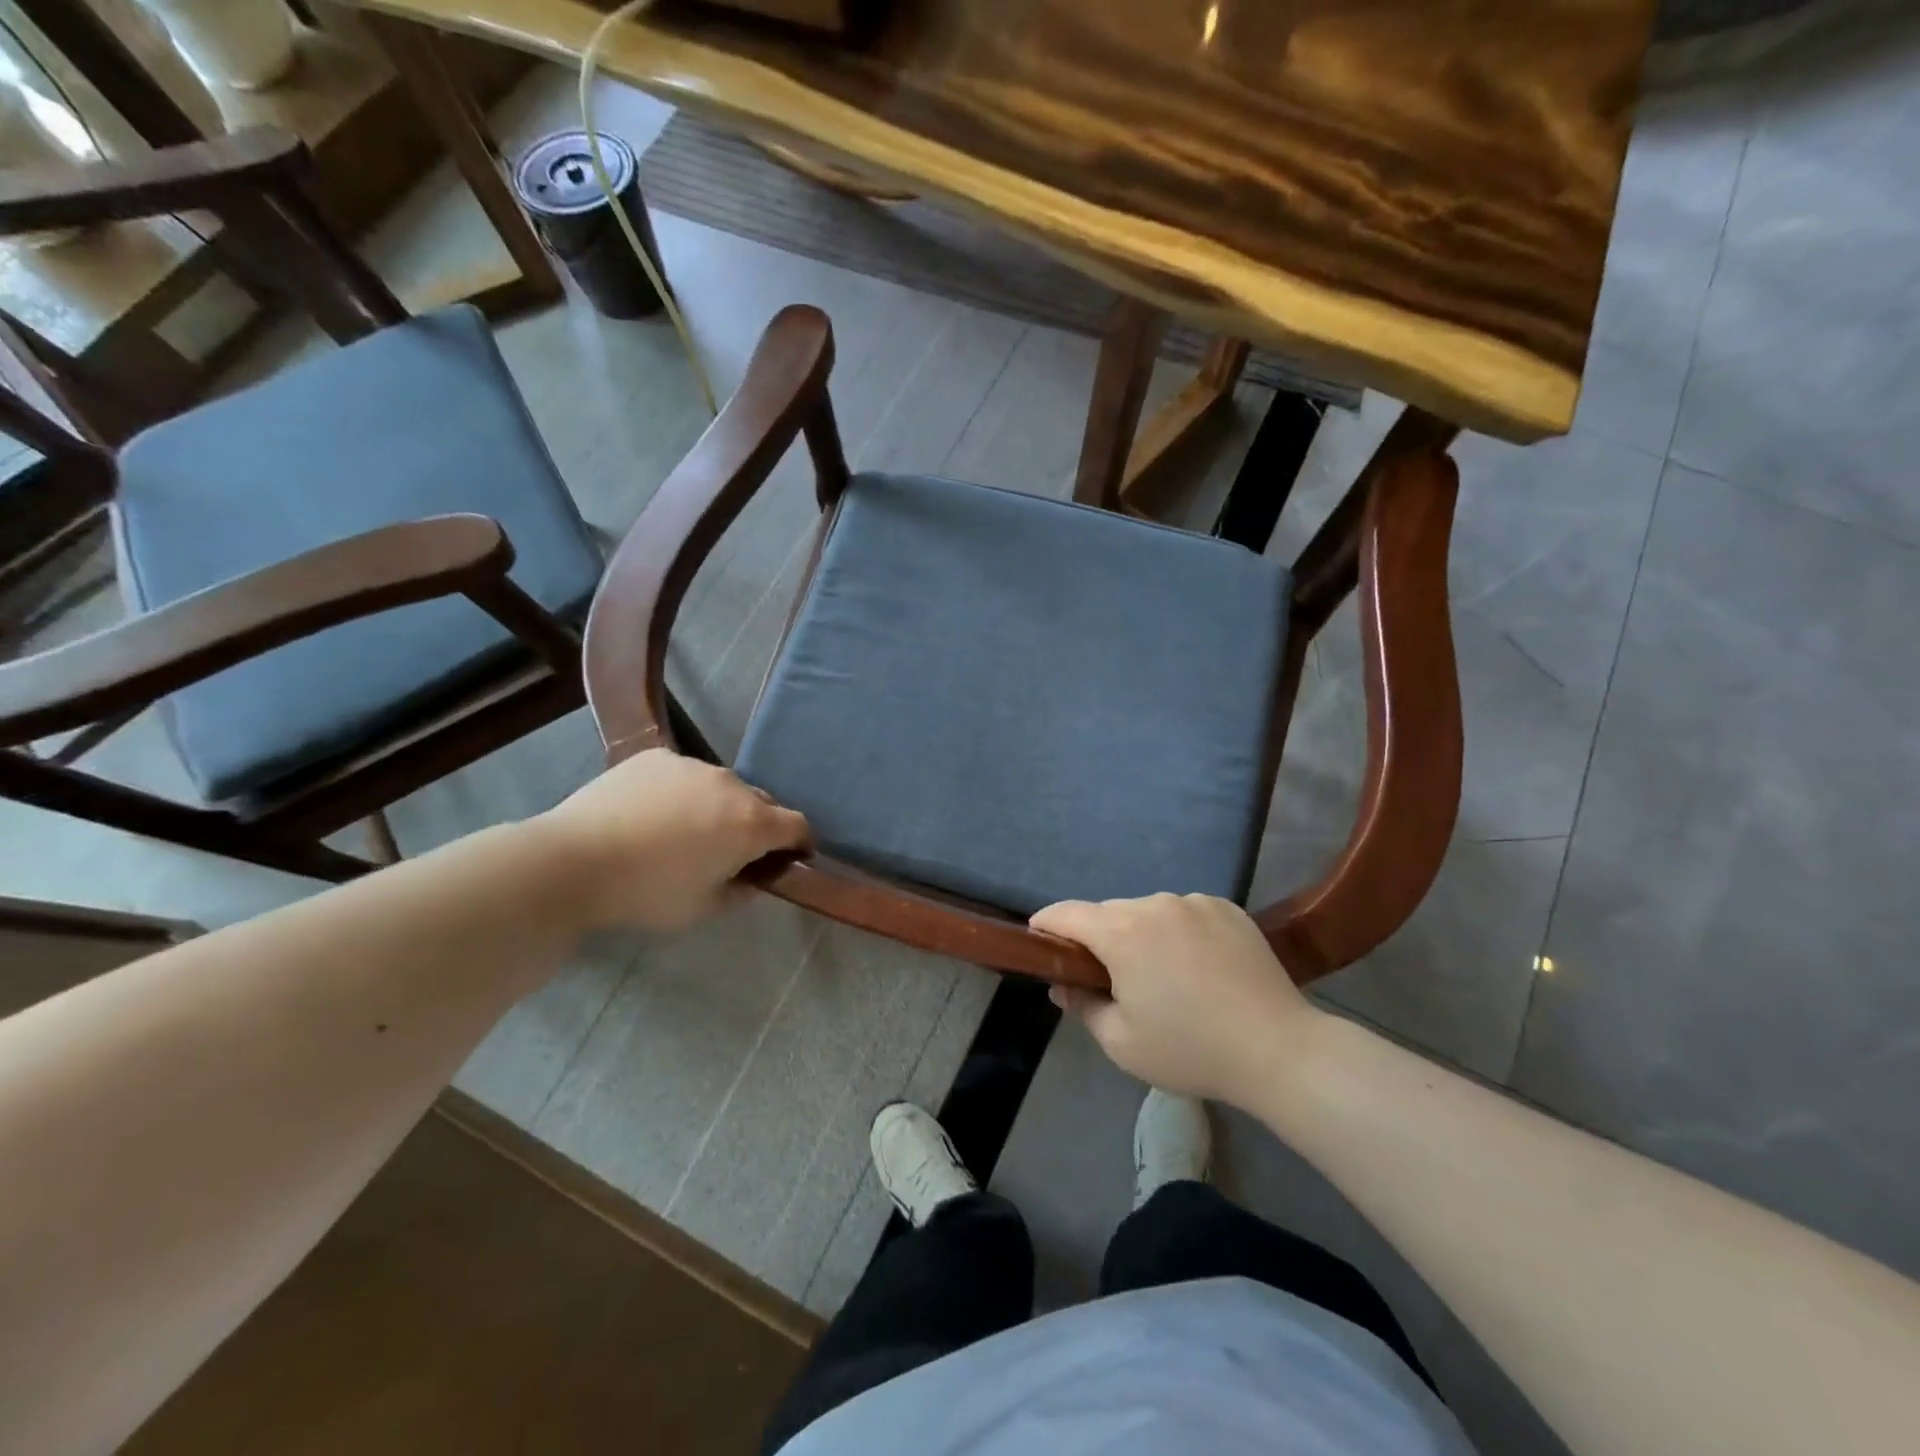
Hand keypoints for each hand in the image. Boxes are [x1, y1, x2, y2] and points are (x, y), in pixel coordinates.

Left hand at [536, 749, 809, 932]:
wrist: (575, 860)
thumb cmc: (648, 892)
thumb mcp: (705, 909)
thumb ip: (743, 892)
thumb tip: (755, 878)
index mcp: (751, 824)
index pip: (798, 825)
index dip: (801, 844)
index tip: (791, 859)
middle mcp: (732, 785)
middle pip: (763, 803)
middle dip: (759, 826)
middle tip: (733, 851)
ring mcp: (693, 765)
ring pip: (723, 787)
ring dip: (720, 806)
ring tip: (687, 831)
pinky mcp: (658, 757)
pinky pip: (685, 775)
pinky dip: (683, 792)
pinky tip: (654, 813)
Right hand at [1030, 894, 1321, 1109]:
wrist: (1279, 1049)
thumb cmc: (1190, 1050)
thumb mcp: (1121, 1042)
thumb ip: (1083, 1006)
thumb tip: (1062, 985)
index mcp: (1122, 932)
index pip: (1066, 913)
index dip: (1046, 926)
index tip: (1040, 943)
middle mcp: (1155, 904)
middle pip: (1108, 913)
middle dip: (1099, 939)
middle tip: (1110, 978)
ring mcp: (1194, 902)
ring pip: (1148, 912)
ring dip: (1140, 934)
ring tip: (1162, 976)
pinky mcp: (1226, 907)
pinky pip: (1184, 913)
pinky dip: (1178, 932)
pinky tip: (1198, 966)